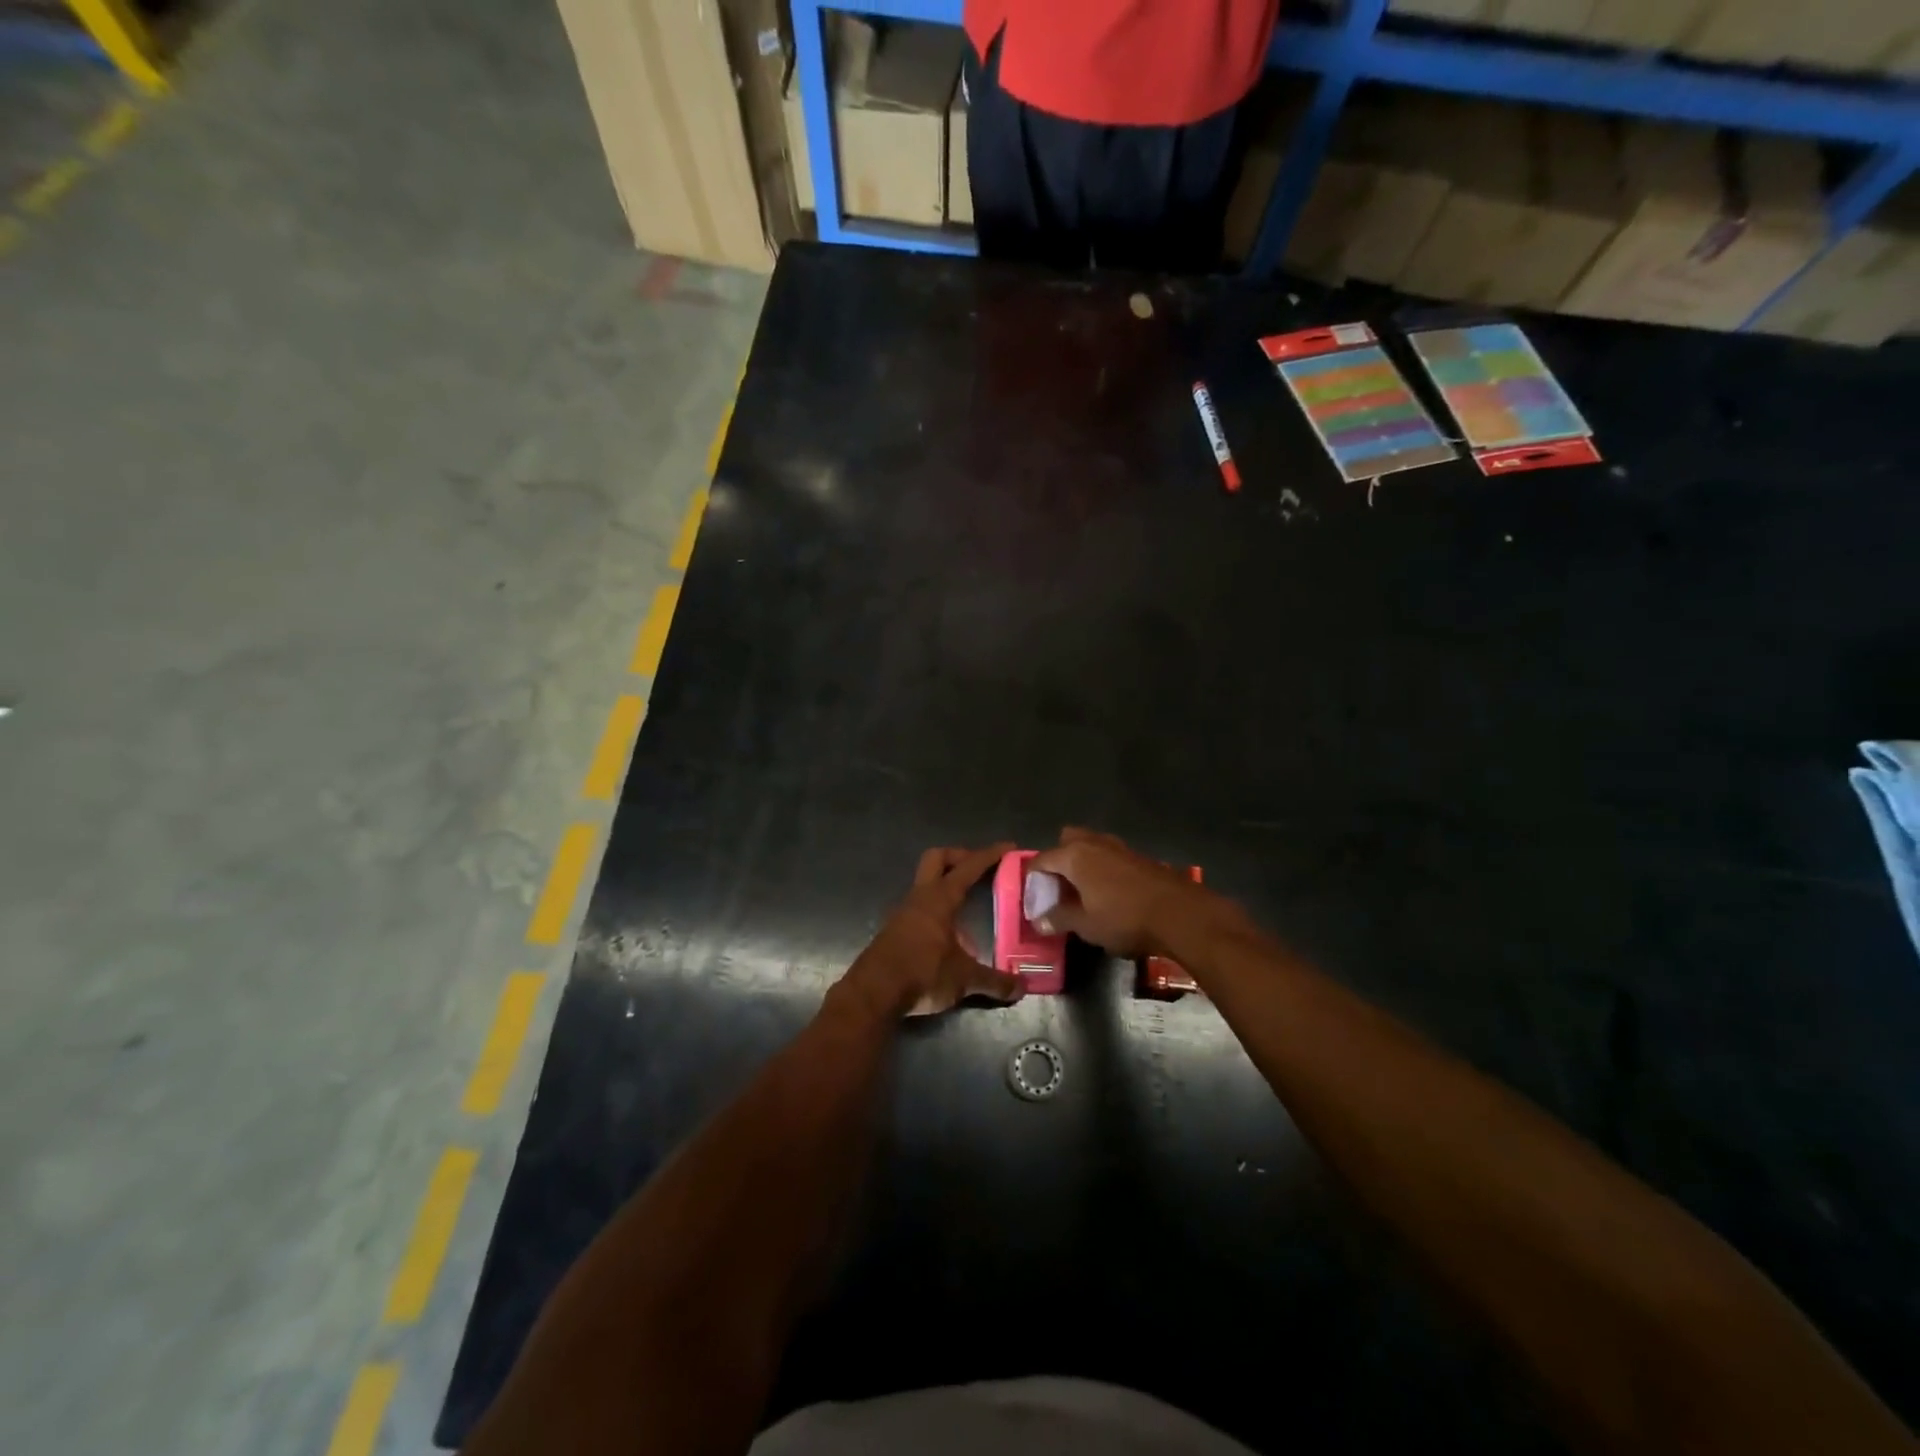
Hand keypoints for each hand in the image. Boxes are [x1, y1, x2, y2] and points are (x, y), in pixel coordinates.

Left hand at [834, 844, 1026, 1018]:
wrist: (873, 993)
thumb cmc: (922, 973)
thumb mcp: (964, 978)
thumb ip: (994, 981)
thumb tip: (1022, 988)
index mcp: (940, 898)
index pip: (968, 867)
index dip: (989, 855)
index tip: (1008, 847)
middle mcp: (920, 897)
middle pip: (937, 858)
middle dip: (959, 856)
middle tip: (979, 868)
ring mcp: (903, 912)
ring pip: (925, 883)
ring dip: (945, 884)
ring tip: (967, 904)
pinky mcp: (893, 930)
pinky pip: (918, 907)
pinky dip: (935, 909)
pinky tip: (948, 934)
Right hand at [1029, 827, 1216, 958]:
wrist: (1180, 914)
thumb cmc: (1124, 918)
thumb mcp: (1086, 925)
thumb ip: (1060, 919)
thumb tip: (1039, 921)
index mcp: (1074, 856)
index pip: (1041, 860)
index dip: (1032, 878)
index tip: (1031, 897)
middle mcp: (1094, 843)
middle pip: (1066, 841)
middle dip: (1058, 859)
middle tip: (1058, 886)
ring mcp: (1119, 847)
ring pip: (1090, 845)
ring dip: (1082, 862)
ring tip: (1081, 890)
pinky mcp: (1138, 857)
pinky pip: (1109, 856)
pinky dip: (1101, 868)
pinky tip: (1107, 892)